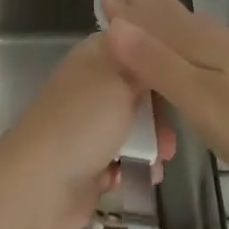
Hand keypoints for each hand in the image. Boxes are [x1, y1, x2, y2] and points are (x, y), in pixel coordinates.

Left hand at [0, 34, 175, 228]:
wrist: (40, 185)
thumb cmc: (84, 122)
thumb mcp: (123, 81)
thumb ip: (146, 64)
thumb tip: (155, 43)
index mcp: (95, 56)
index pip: (135, 43)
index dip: (160, 58)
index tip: (187, 75)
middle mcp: (91, 85)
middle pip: (138, 89)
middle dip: (160, 111)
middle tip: (172, 131)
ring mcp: (89, 124)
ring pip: (134, 125)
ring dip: (151, 142)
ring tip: (161, 159)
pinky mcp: (90, 160)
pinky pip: (123, 157)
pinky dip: (134, 165)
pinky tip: (144, 175)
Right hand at [100, 0, 228, 183]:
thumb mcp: (198, 99)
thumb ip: (156, 64)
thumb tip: (112, 26)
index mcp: (195, 44)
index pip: (150, 19)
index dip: (125, 7)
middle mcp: (211, 38)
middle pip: (168, 13)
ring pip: (185, 21)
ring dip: (160, 7)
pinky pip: (199, 33)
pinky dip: (182, 25)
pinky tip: (191, 30)